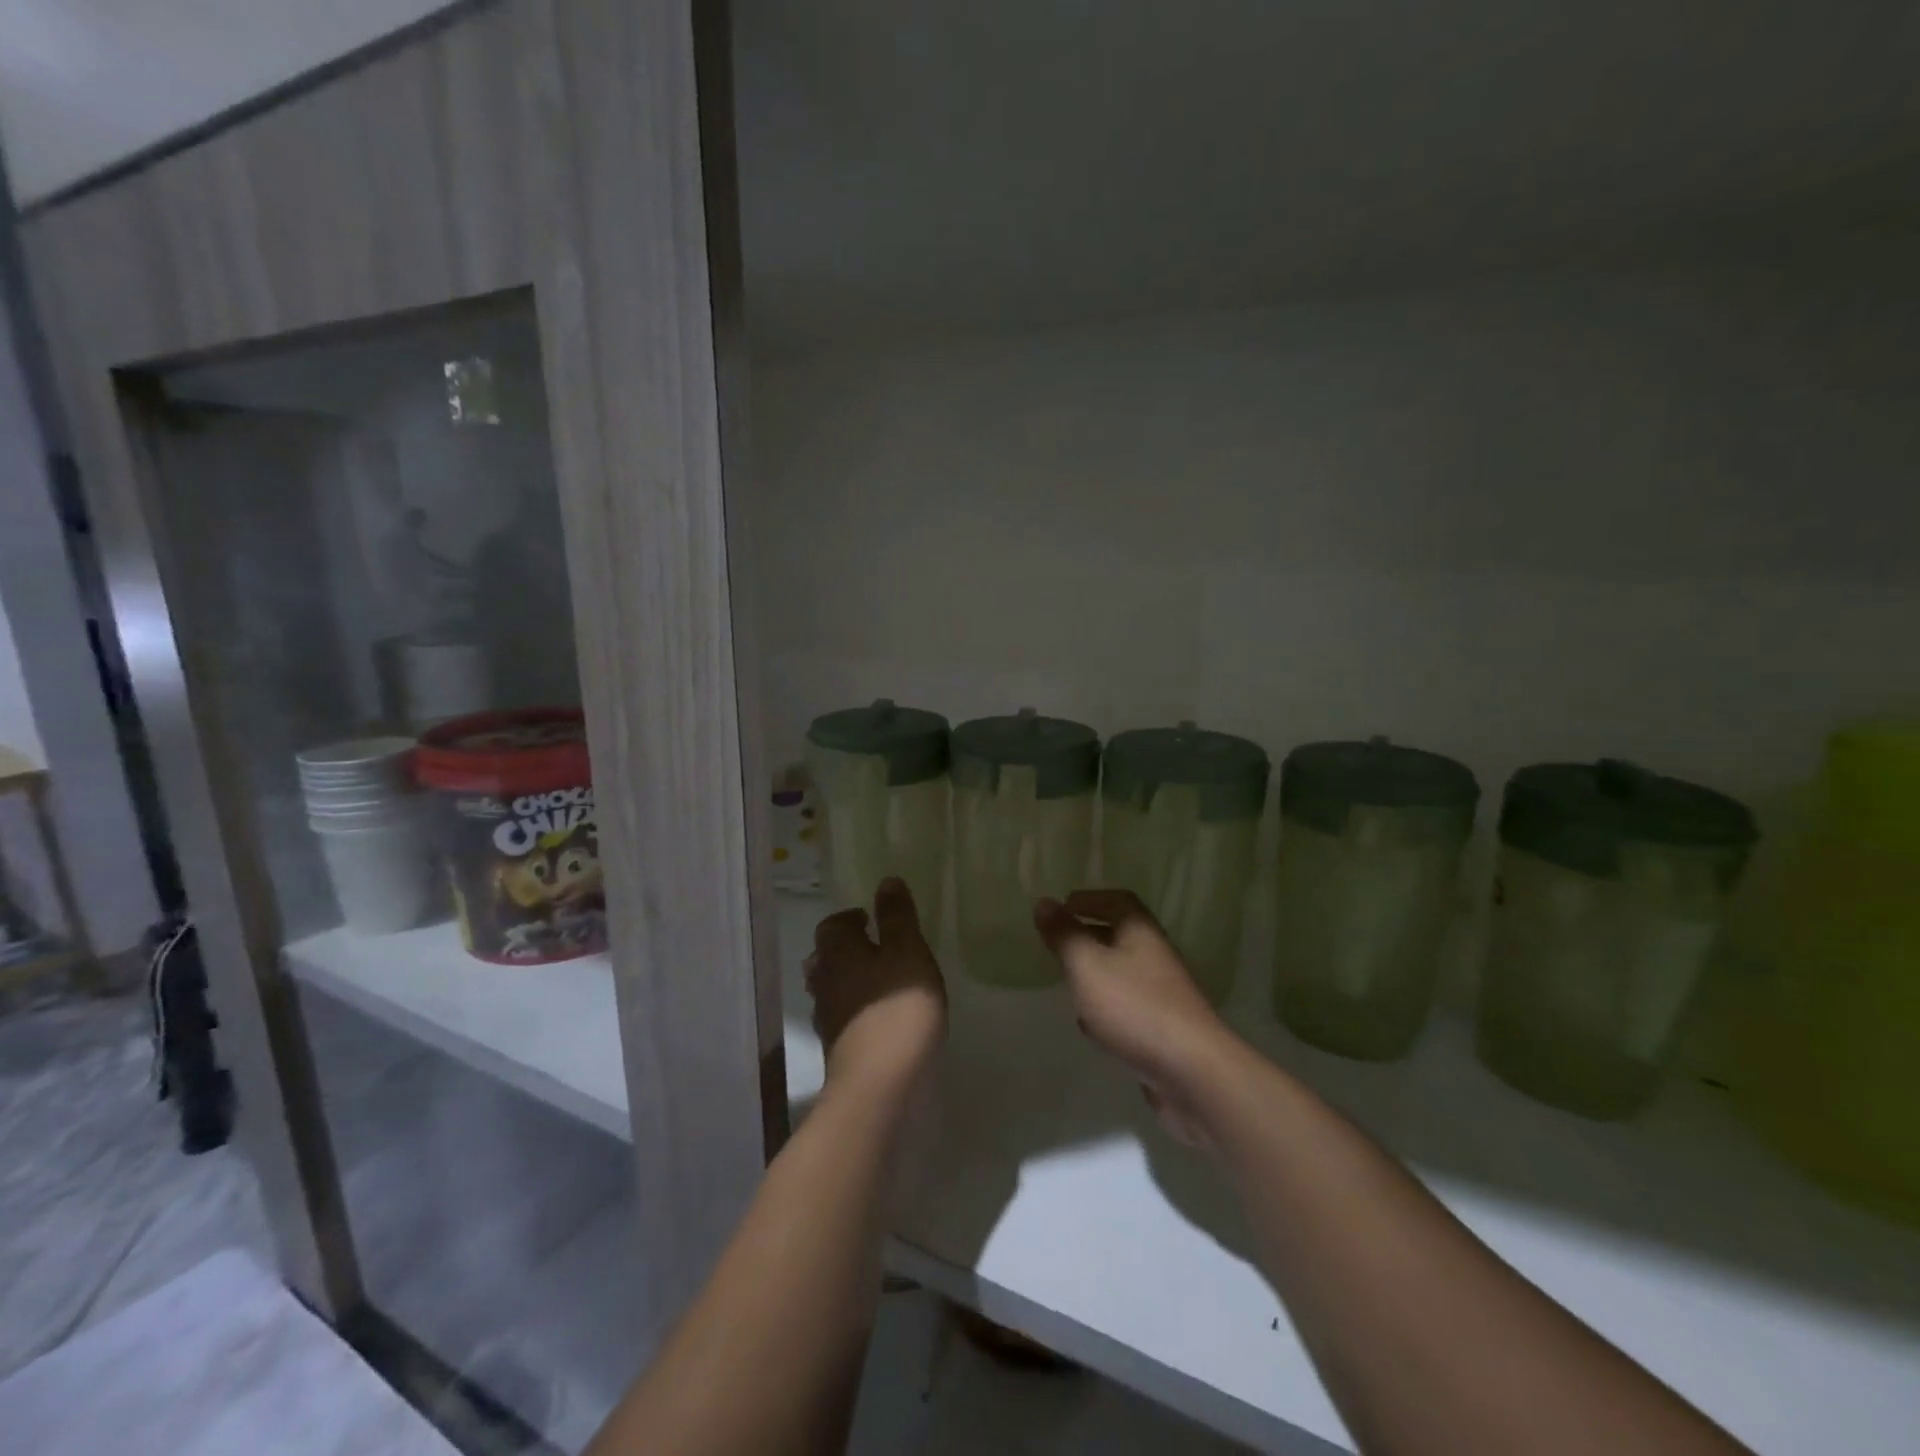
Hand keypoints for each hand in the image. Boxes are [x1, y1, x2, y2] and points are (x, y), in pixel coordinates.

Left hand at [806, 878, 946, 1094]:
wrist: (879, 1086)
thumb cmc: (897, 1009)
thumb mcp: (908, 952)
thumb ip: (898, 918)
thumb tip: (886, 881)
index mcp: (839, 952)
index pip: (832, 925)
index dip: (850, 918)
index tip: (872, 919)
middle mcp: (825, 980)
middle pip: (826, 956)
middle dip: (847, 949)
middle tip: (876, 947)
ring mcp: (827, 1018)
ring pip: (831, 988)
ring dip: (849, 980)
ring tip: (879, 981)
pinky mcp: (838, 1049)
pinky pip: (842, 1017)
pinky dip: (856, 1010)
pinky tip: (879, 1017)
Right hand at [1034, 890, 1235, 1147]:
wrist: (1191, 1071)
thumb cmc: (1134, 1006)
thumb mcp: (1087, 965)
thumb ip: (1064, 935)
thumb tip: (1043, 902)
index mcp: (1140, 931)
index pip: (1118, 900)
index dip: (1091, 899)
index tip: (1064, 905)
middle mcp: (1155, 956)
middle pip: (1121, 935)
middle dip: (1089, 934)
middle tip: (1058, 941)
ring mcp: (1162, 994)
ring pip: (1123, 971)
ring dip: (1096, 971)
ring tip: (1068, 979)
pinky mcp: (1162, 1028)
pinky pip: (1129, 1005)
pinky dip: (1106, 1006)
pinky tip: (1089, 1024)